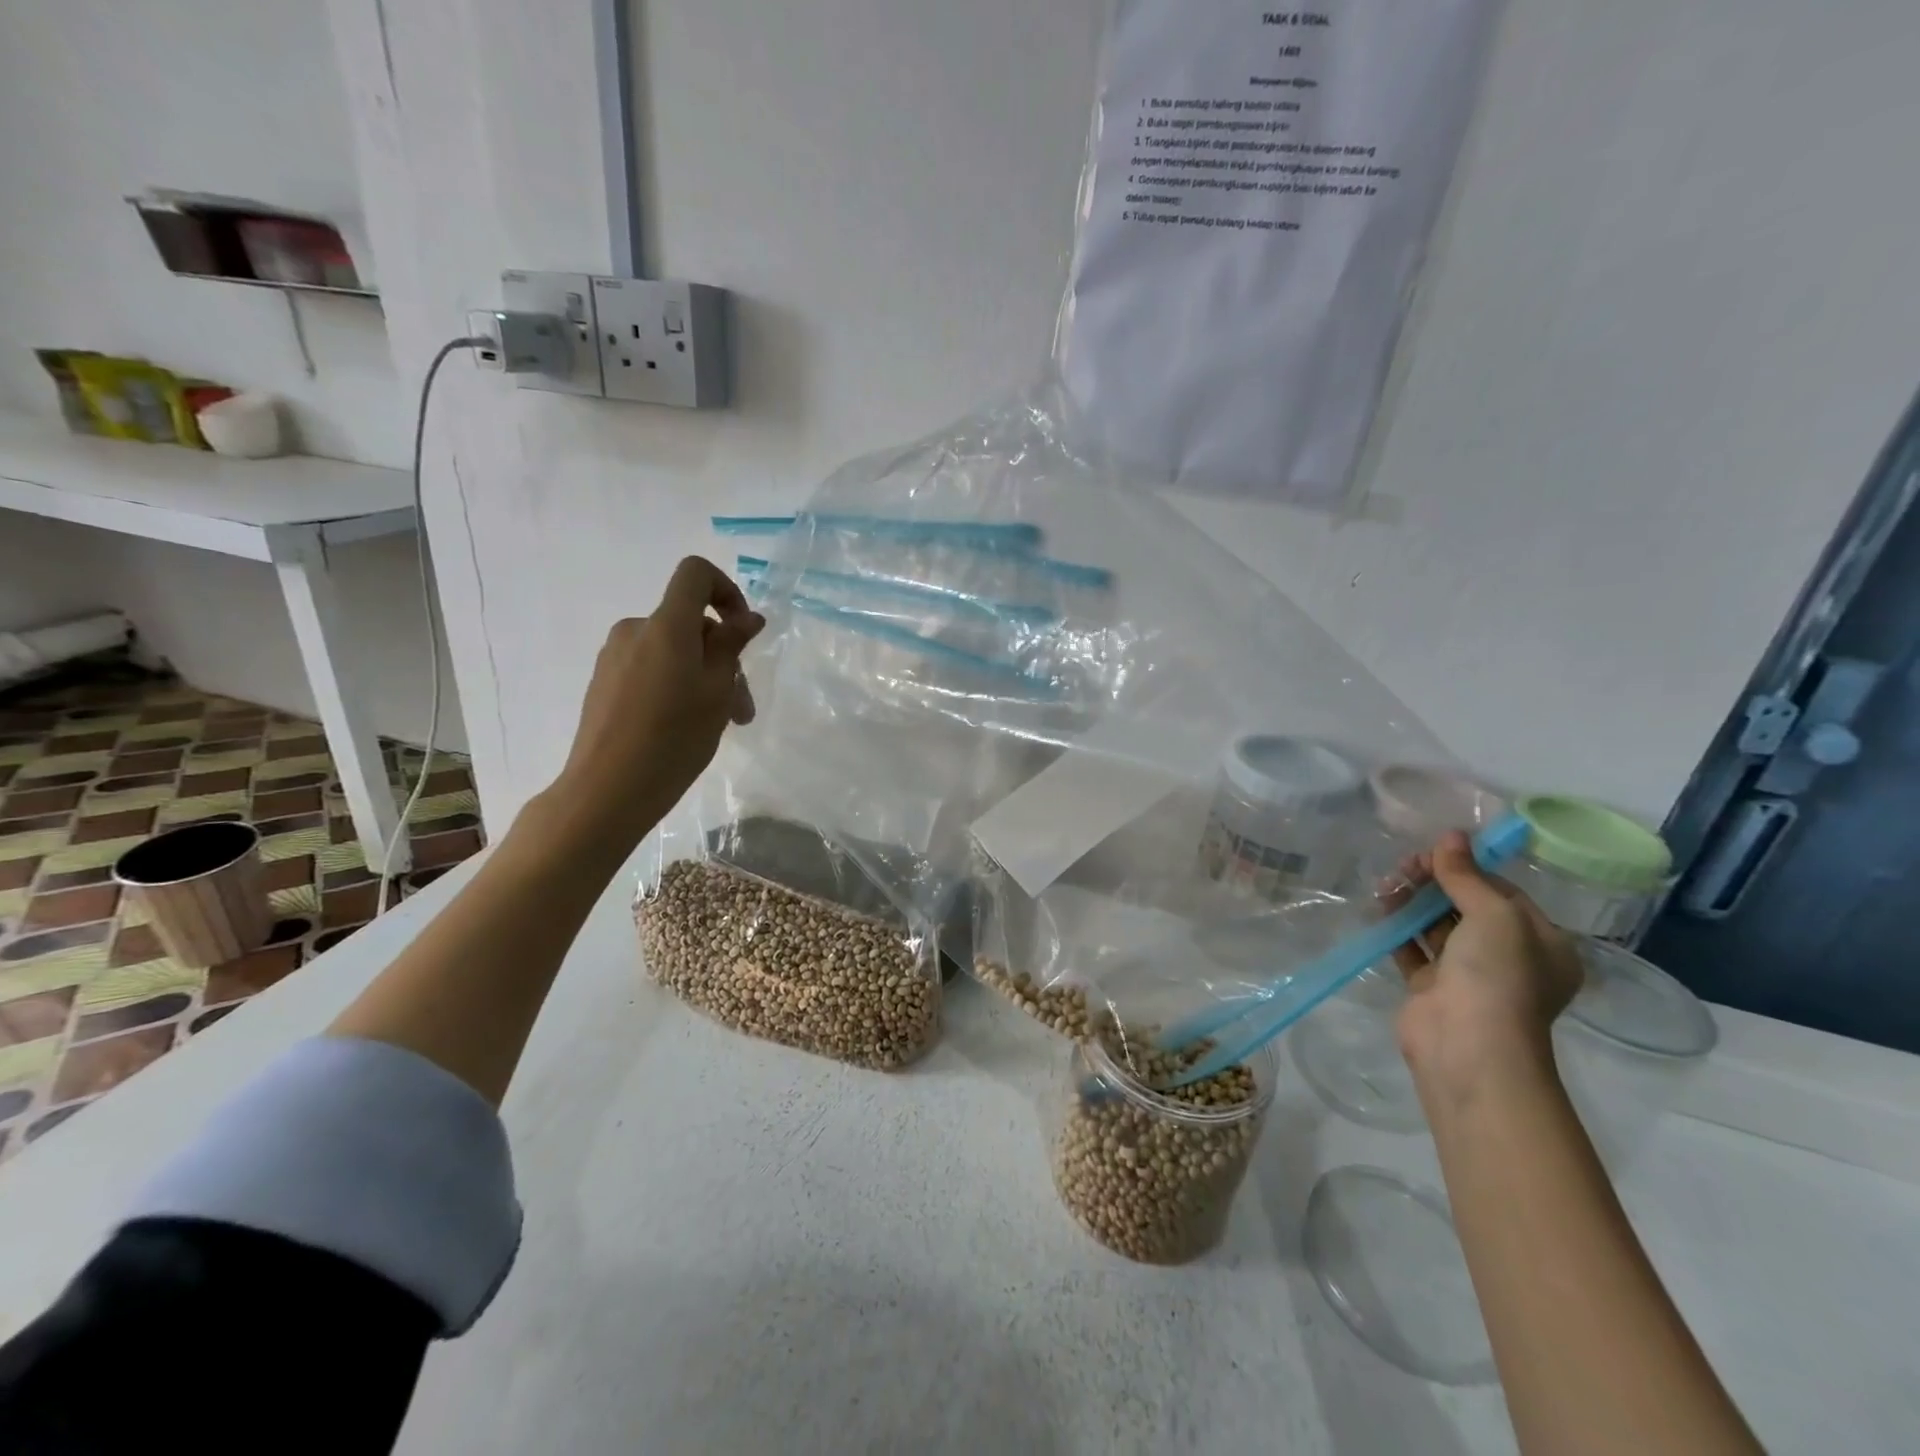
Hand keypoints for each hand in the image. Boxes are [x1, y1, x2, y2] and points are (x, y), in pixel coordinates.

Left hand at [552, 557, 763, 843]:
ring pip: (674, 651)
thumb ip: (732, 647)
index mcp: (666, 625)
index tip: (743, 632)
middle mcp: (636, 630)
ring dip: (704, 677)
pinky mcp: (605, 682)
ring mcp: (615, 657)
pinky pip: (652, 668)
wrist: (607, 790)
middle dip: (723, 657)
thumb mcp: (717, 692)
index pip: (696, 574)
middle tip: (742, 708)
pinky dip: (677, 686)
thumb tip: (747, 617)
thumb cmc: (674, 739)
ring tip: (721, 724)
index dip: (727, 591)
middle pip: (690, 622)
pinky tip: (685, 727)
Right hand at [1390, 831, 1584, 1100]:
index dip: (1468, 868)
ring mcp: (1468, 975)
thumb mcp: (1493, 915)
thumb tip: (1450, 836)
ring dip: (1413, 902)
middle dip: (1435, 883)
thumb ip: (1466, 876)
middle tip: (1404, 866)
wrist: (1469, 1045)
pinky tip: (1380, 907)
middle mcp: (1509, 958)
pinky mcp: (1431, 987)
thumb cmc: (1498, 975)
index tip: (1432, 852)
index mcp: (1542, 943)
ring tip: (1386, 883)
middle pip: (1467, 907)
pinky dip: (1398, 927)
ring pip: (1437, 926)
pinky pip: (1413, 948)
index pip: (1502, 893)